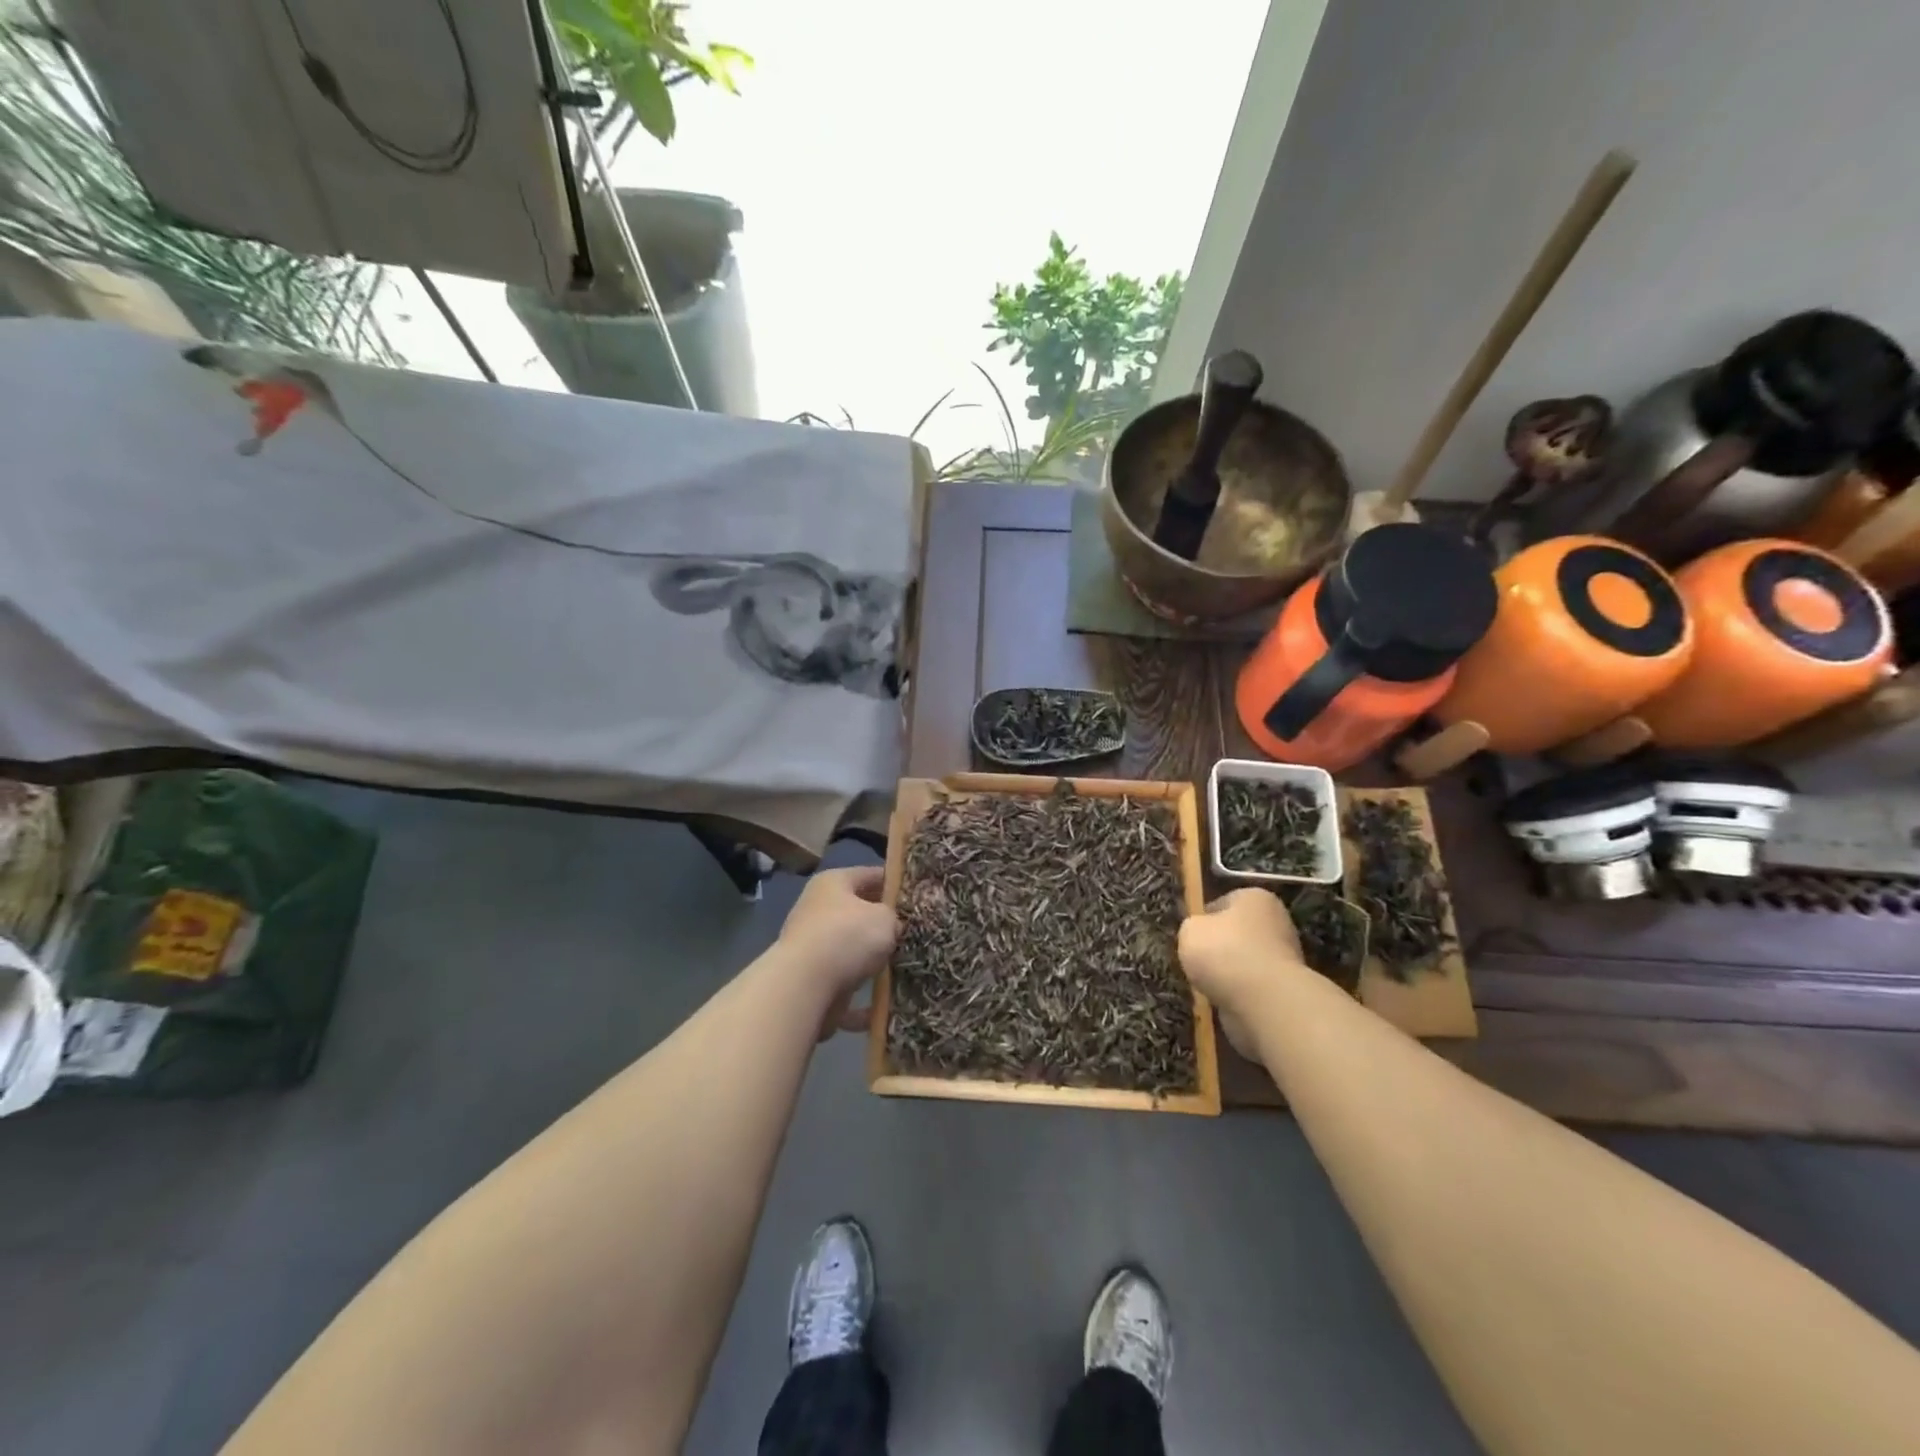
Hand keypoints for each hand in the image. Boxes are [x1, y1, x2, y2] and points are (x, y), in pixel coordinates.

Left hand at [778, 865, 896, 1037]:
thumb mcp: (885, 918)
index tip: (917, 895)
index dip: (895, 883)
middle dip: (882, 923)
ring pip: (850, 949)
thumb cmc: (848, 936)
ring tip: (903, 966)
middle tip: (912, 932)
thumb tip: (890, 928)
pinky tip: (884, 1004)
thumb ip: (893, 918)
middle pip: (858, 912)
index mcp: (833, 883)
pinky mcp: (810, 979)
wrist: (804, 985)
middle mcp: (817, 909)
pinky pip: (844, 984)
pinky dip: (862, 997)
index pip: (870, 874)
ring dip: (872, 959)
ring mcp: (811, 945)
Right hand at [1178, 888, 1305, 1058]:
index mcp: (1255, 897)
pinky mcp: (1285, 989)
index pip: (1222, 902)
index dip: (1202, 918)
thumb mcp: (1190, 930)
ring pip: (1243, 961)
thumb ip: (1192, 927)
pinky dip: (1237, 993)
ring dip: (1227, 973)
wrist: (1265, 1003)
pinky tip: (1223, 999)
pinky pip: (1251, 986)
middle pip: (1235, 933)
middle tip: (1195, 961)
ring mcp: (1285, 957)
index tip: (1189, 936)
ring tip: (1207, 985)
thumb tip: (1199, 935)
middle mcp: (1276, 921)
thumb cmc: (1225, 953)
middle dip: (1217, 947)